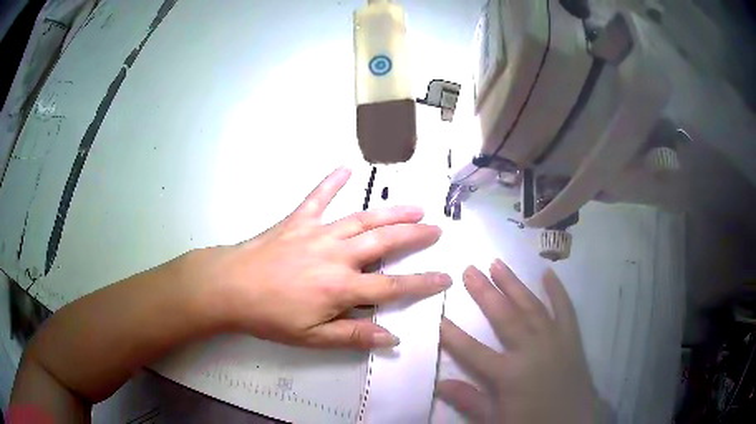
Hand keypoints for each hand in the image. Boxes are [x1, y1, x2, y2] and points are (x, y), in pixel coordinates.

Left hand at [186, 167, 450, 348]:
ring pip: (362, 219)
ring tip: (414, 206)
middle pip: (384, 243)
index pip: (392, 287)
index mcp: (342, 287)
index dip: (422, 283)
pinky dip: (331, 182)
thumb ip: (353, 335)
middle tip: (436, 228)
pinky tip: (346, 168)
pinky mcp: (297, 220)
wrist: (229, 287)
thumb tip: (391, 338)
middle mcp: (337, 255)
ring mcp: (318, 233)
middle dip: (415, 236)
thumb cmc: (270, 316)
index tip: (445, 277)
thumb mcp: (312, 337)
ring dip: (391, 212)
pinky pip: (318, 197)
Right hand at [437, 260, 600, 422]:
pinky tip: (548, 273)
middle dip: (485, 293)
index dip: (454, 335)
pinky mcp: (572, 339)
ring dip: (514, 285)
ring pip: (531, 307)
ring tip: (497, 264)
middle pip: (505, 318)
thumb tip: (440, 383)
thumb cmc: (532, 423)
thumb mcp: (497, 420)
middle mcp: (532, 351)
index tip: (438, 315)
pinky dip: (557, 291)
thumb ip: (470, 401)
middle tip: (470, 270)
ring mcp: (555, 341)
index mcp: (510, 375)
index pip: (474, 352)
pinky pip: (565, 309)